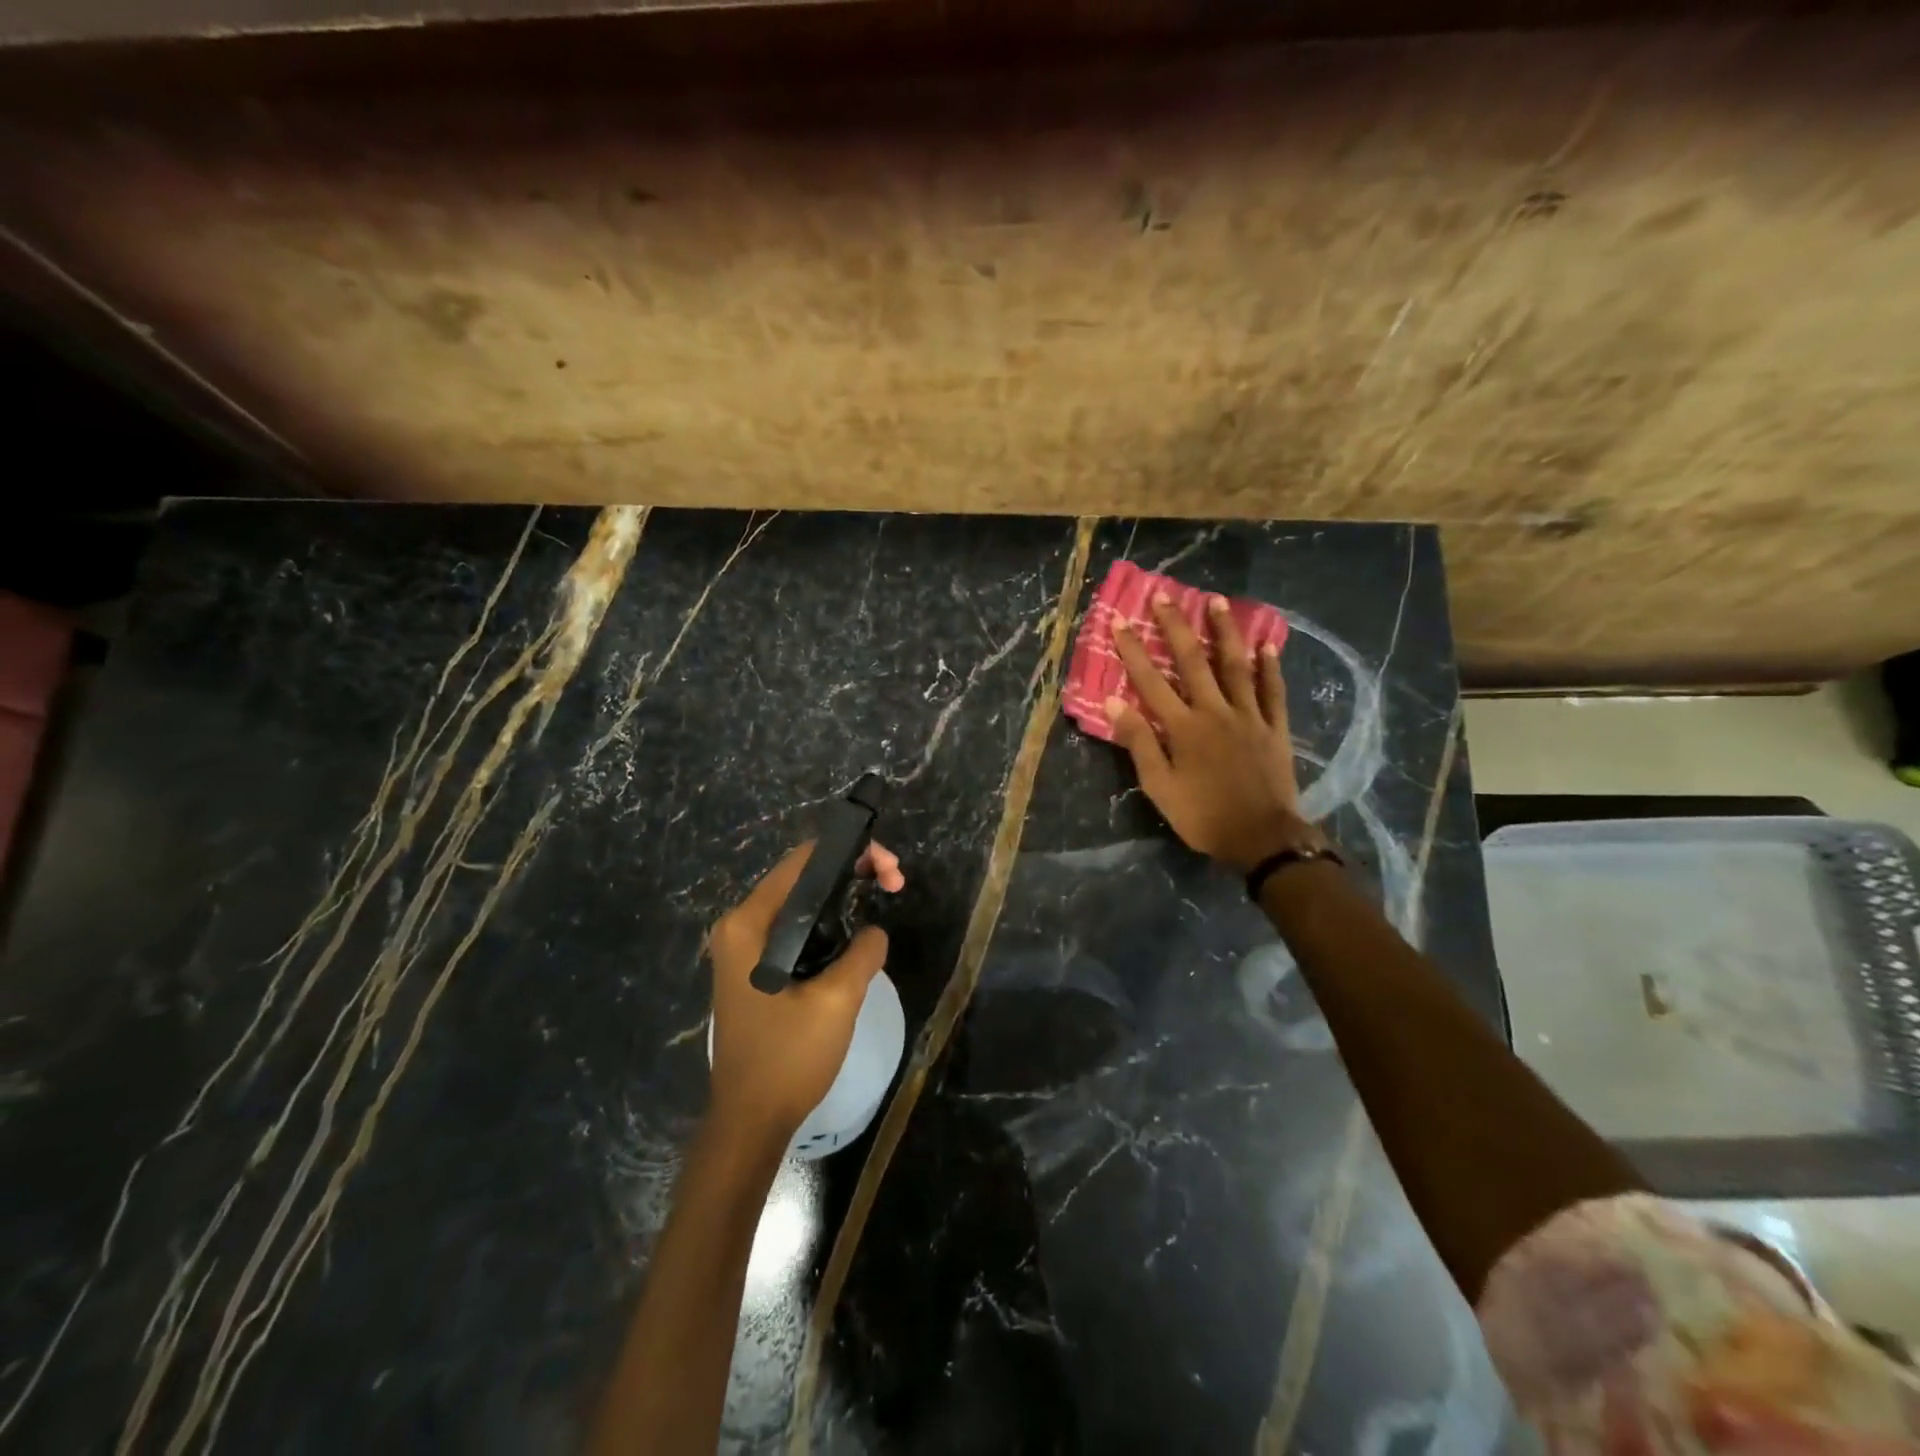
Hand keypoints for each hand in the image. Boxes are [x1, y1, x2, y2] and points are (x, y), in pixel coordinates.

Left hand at [705, 840, 903, 1141]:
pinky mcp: (753, 968)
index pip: (803, 861)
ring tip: (884, 897)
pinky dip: (827, 922)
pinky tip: (855, 932)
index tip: (889, 868)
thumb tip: (875, 930)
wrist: (749, 1122)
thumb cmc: (787, 1058)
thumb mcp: (837, 1001)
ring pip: (801, 902)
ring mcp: (743, 948)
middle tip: (895, 884)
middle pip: (802, 877)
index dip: (850, 852)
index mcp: (749, 923)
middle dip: (851, 871)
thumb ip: (863, 952)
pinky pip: (794, 928)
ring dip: (842, 896)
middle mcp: (739, 926)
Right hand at [1106, 593, 1305, 872]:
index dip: (1133, 651)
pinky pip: (1272, 691)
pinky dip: (1269, 667)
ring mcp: (1249, 716)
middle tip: (1164, 596)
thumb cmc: (1203, 816)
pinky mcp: (1274, 728)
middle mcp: (1214, 711)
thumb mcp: (1159, 787)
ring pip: (1235, 666)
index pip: (1151, 682)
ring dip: (1225, 632)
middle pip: (1192, 662)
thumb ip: (1139, 742)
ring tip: (1217, 602)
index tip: (1119, 621)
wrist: (1262, 838)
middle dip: (1175, 627)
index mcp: (1182, 727)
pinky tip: (1267, 645)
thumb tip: (1115, 702)